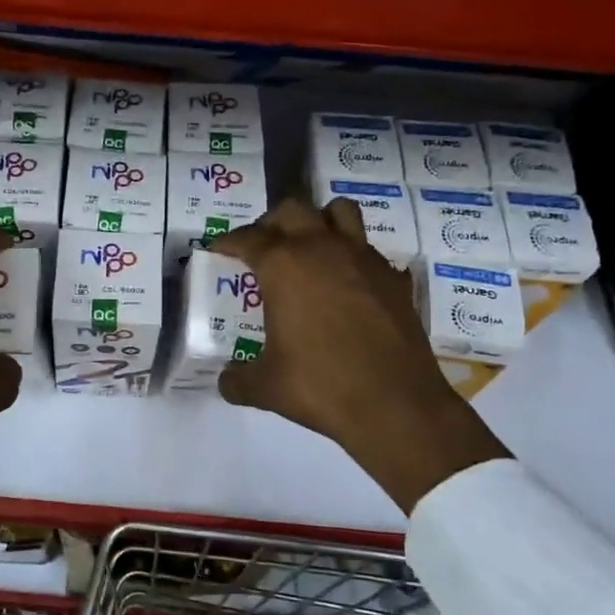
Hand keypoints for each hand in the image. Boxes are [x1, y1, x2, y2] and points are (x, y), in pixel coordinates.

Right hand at [210, 198, 506, 511]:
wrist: (396, 404)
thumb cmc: (321, 386)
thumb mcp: (265, 388)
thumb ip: (238, 379)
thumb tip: (226, 381)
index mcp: (284, 266)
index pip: (248, 238)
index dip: (228, 241)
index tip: (219, 248)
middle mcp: (322, 249)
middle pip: (292, 210)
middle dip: (272, 222)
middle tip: (263, 247)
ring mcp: (364, 259)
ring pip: (339, 213)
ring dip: (319, 221)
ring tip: (309, 249)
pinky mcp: (394, 278)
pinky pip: (369, 251)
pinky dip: (353, 259)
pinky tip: (348, 288)